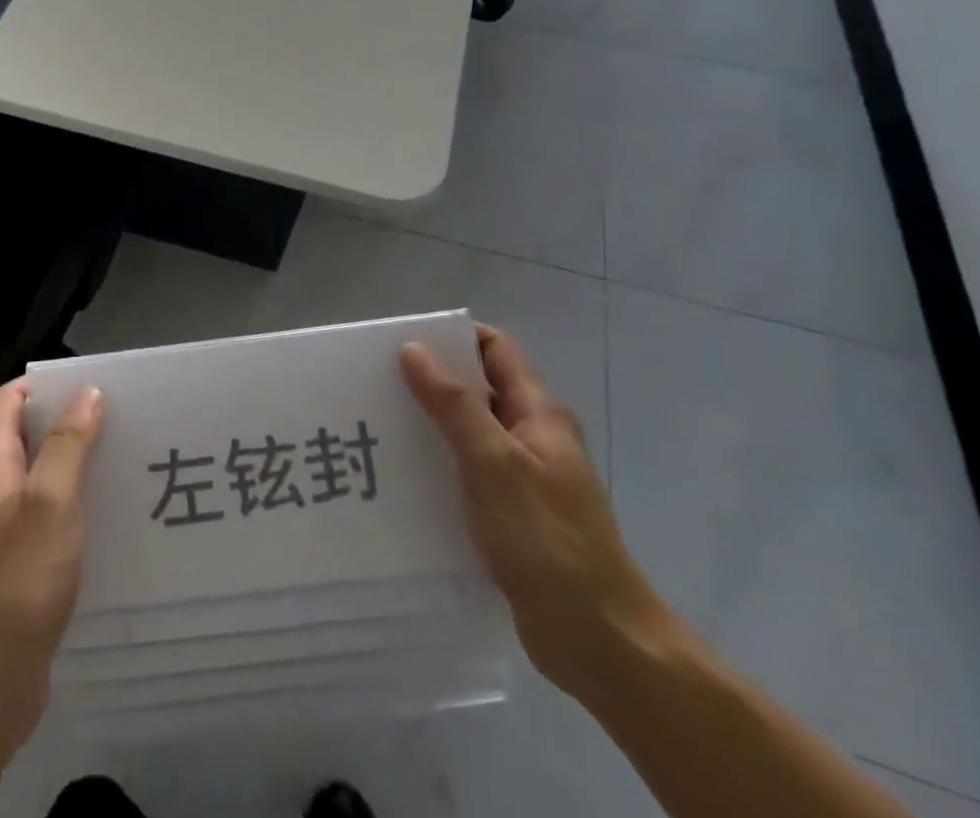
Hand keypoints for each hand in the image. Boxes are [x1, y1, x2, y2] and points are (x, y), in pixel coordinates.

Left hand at [0, 381, 104, 757]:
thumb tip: (87, 391)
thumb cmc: (16, 582)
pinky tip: (112, 517)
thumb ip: (68, 444)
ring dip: (77, 465)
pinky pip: (49, 518)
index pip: (10, 400)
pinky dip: (76, 506)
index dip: (46, 384)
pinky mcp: (18, 567)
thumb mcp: (50, 502)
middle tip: (123, 418)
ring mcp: (2, 530)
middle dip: (70, 421)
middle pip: (28, 435)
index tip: (94, 383)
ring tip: (127, 460)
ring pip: (42, 478)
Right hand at [401, 326, 669, 701]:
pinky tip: (405, 478)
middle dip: (433, 380)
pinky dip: (442, 465)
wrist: (601, 641)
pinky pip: (471, 473)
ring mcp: (527, 477)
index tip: (404, 344)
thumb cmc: (547, 541)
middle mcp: (535, 436)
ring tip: (381, 426)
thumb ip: (453, 405)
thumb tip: (413, 349)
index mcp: (539, 414)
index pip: (496, 350)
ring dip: (433, 424)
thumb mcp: (494, 463)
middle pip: (480, 388)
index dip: (454, 338)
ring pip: (472, 432)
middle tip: (379, 384)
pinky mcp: (514, 515)